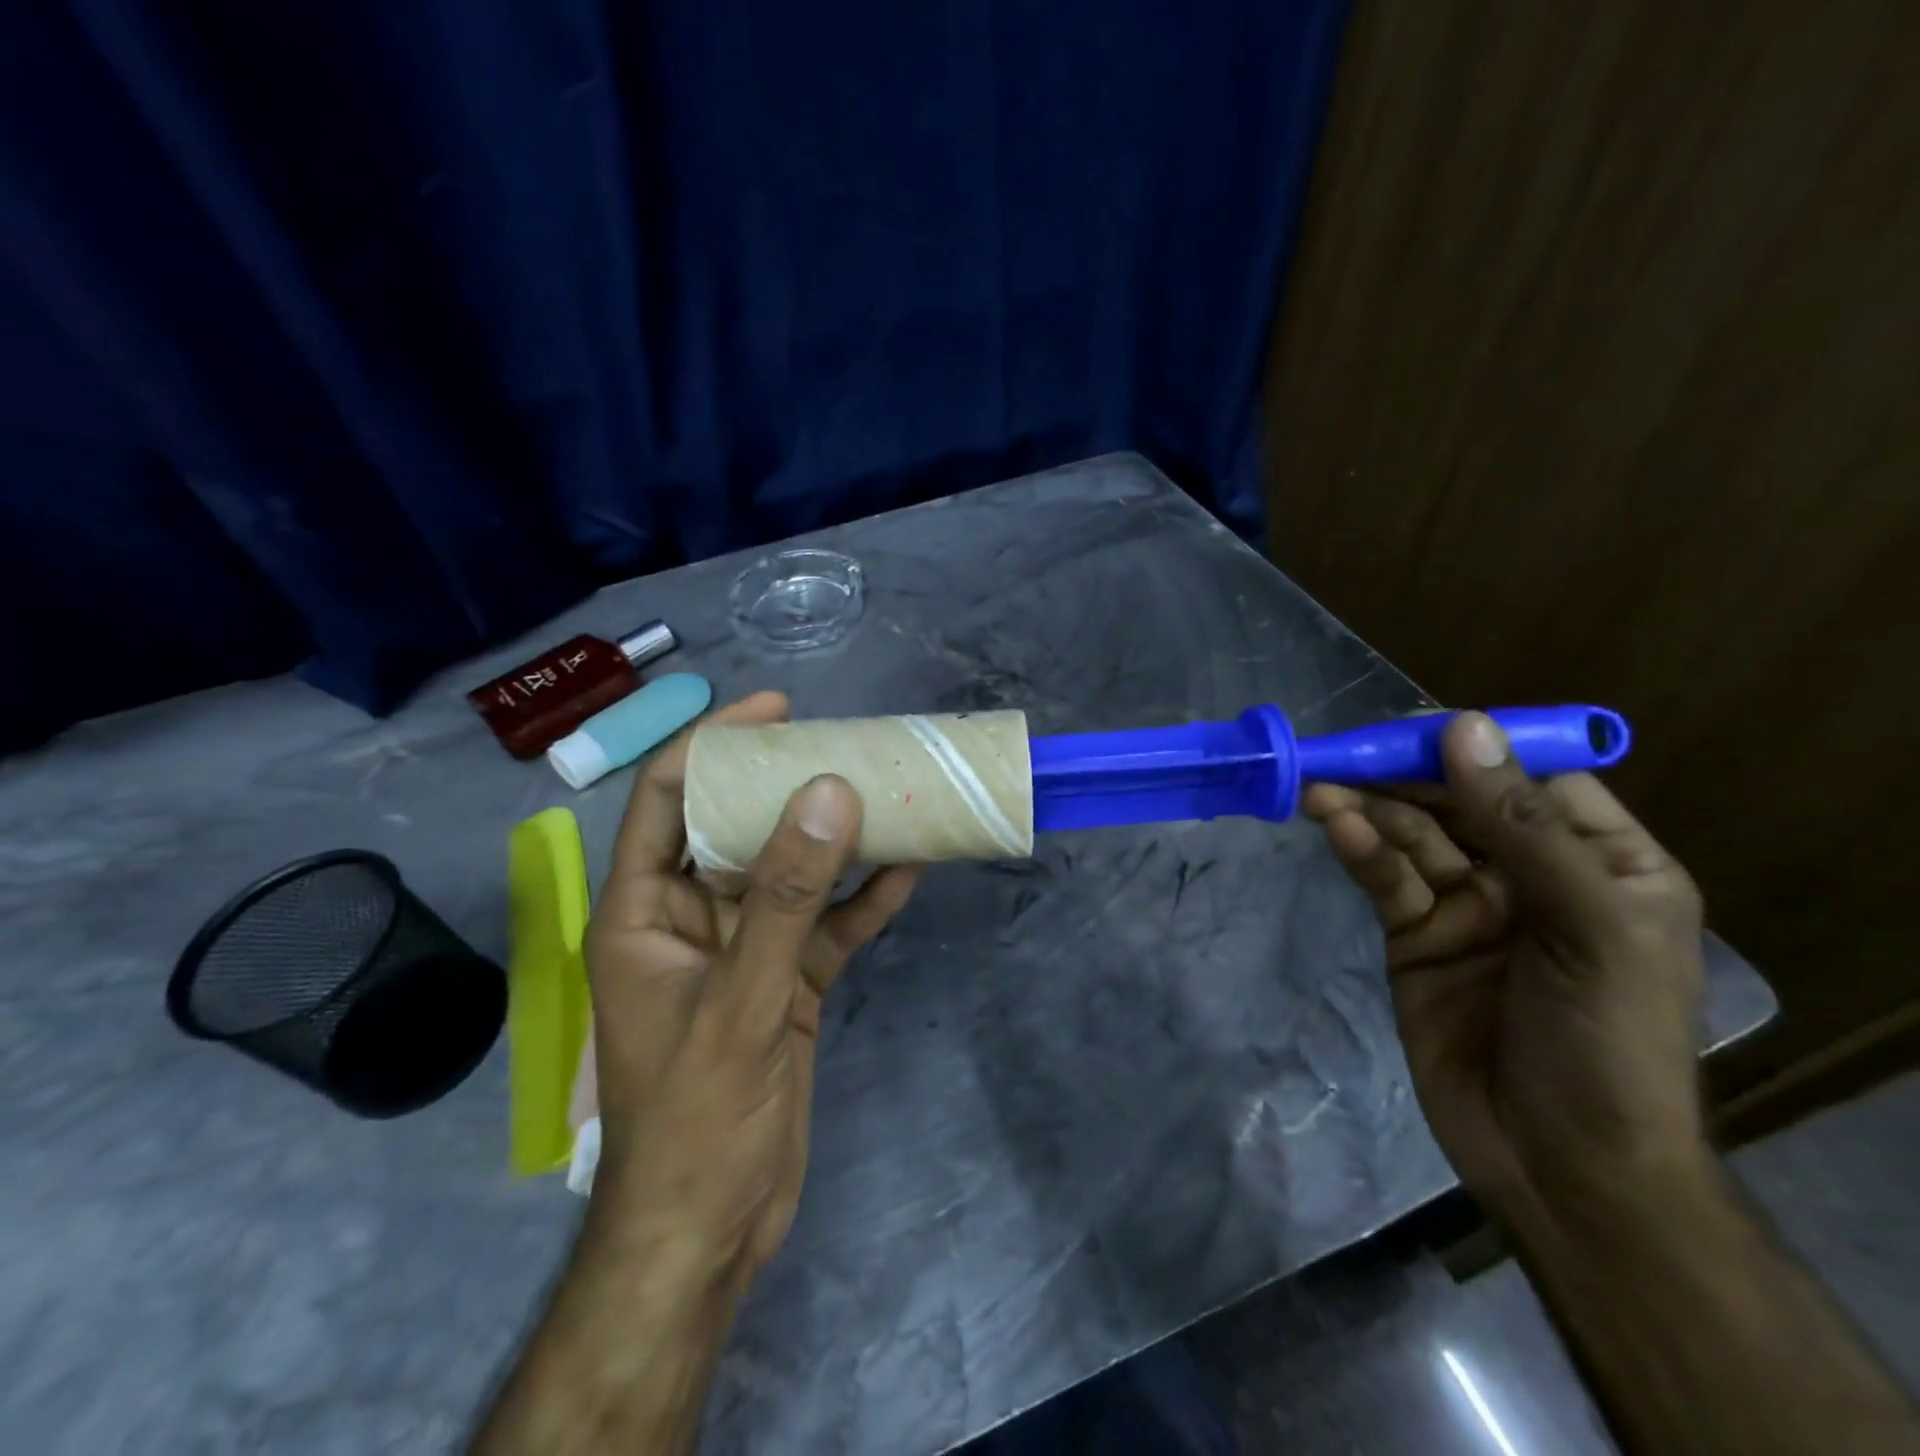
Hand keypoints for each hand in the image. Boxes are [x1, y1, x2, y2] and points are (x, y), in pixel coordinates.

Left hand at [581, 692, 919, 1285]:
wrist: (712, 1229)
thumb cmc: (697, 1117)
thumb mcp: (741, 1000)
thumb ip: (786, 898)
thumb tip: (827, 794)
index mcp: (644, 911)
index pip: (666, 798)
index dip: (713, 744)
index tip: (777, 710)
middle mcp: (692, 918)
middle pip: (739, 828)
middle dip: (790, 784)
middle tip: (849, 743)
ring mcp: (744, 950)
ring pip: (792, 873)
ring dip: (837, 838)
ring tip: (890, 791)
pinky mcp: (786, 982)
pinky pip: (827, 924)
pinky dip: (864, 899)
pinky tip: (911, 869)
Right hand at [1302, 712, 1708, 1228]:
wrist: (1558, 1162)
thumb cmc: (1605, 1041)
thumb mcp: (1587, 925)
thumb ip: (1523, 825)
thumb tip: (1466, 728)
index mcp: (1602, 863)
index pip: (1533, 780)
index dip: (1474, 749)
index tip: (1413, 729)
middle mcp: (1532, 875)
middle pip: (1459, 802)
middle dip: (1403, 778)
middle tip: (1343, 753)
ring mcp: (1469, 904)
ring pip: (1412, 836)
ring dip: (1368, 809)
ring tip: (1318, 789)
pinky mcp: (1416, 934)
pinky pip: (1386, 878)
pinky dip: (1359, 849)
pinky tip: (1332, 824)